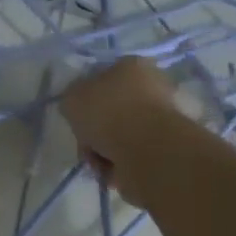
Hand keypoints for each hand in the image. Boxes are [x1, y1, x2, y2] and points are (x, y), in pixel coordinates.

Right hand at [58, 57, 188, 204]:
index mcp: (133, 66)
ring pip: (117, 135)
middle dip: (93, 129)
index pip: (103, 77)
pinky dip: (117, 163)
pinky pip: (129, 155)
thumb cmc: (108, 112)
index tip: (76, 115)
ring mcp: (160, 120)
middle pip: (110, 110)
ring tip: (97, 159)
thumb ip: (72, 98)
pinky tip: (110, 169)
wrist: (145, 150)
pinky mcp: (163, 148)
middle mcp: (152, 88)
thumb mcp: (72, 97)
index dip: (85, 97)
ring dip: (101, 149)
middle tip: (85, 141)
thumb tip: (78, 106)